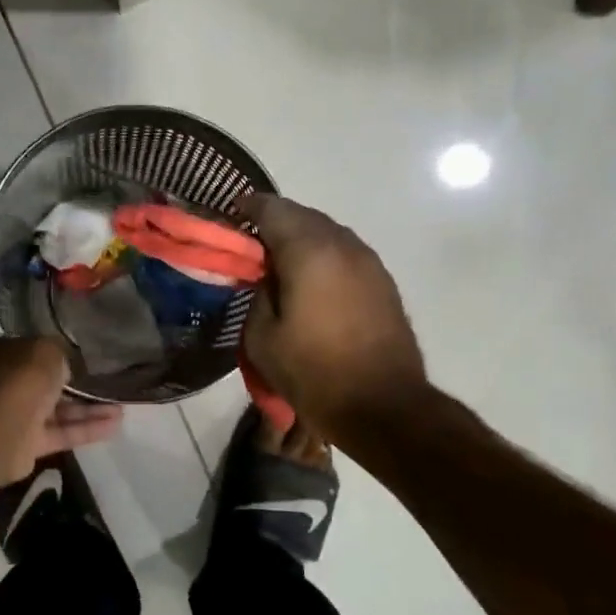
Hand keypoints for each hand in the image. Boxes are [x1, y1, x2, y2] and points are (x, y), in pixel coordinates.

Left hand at [0, 337, 124, 483]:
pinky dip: (87, 429)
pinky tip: (115, 425)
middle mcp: (6, 382)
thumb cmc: (20, 379)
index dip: (59, 352)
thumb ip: (60, 353)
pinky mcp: (28, 443)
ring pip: (58, 409)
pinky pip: (62, 432)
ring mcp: (16, 414)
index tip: (86, 356)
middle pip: (46, 382)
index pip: (33, 350)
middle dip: (77, 384)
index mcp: (2, 354)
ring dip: (89, 408)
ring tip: (121, 406)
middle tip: (108, 382)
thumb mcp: (46, 350)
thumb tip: (66, 364)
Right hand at [237, 193, 427, 438]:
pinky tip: (311, 282)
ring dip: (302, 239)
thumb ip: (258, 295)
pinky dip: (323, 256)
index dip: (248, 207)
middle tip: (251, 244)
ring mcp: (369, 262)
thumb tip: (266, 278)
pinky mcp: (383, 282)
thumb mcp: (262, 338)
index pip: (273, 209)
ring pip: (328, 233)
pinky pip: (345, 253)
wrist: (385, 407)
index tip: (230, 215)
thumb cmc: (315, 373)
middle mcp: (343, 245)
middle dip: (275, 222)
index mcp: (309, 251)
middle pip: (303, 215)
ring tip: (280, 263)